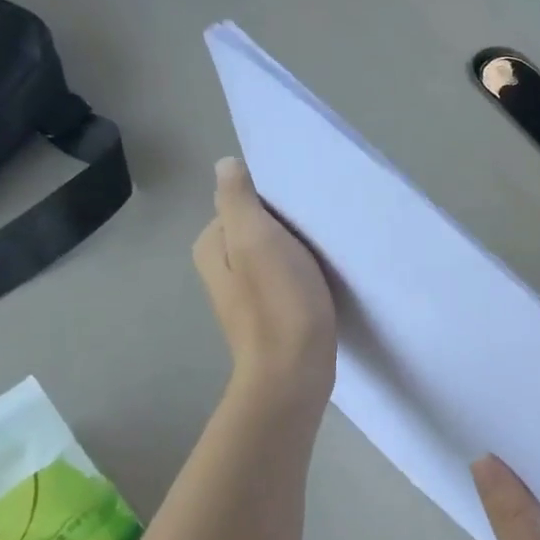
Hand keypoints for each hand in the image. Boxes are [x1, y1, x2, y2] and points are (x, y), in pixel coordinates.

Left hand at [194, 157, 336, 410]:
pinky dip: (306, 275)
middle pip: (260, 227)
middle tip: (320, 232)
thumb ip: (238, 199)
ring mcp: (247, 294)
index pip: (243, 201)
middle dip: (290, 226)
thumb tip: (226, 164)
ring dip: (301, 251)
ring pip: (277, 254)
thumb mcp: (256, 240)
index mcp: (212, 246)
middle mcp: (223, 268)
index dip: (275, 202)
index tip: (304, 212)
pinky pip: (288, 279)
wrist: (294, 374)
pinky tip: (324, 281)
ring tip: (327, 255)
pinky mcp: (272, 314)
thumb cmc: (278, 304)